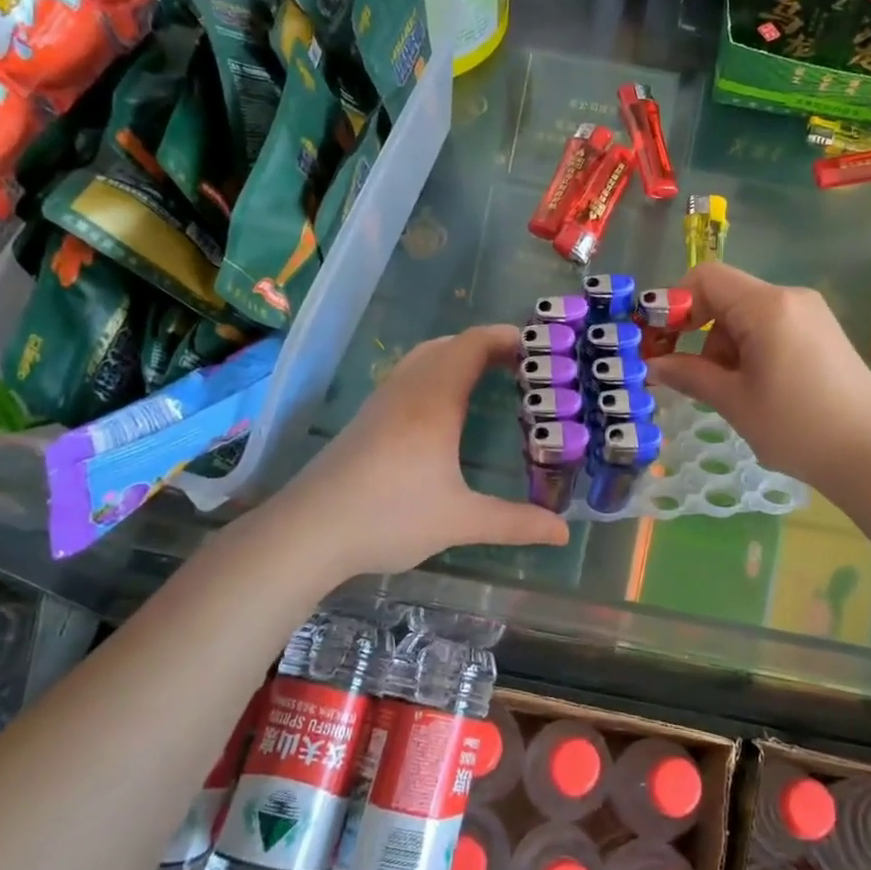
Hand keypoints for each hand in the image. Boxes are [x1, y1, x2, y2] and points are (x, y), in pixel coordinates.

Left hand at [275, 324, 568, 576]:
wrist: (307, 531)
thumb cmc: (388, 516)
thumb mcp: (459, 521)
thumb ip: (514, 522)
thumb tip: (563, 532)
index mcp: (435, 399)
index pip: (474, 344)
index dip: (508, 337)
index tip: (541, 349)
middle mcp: (409, 388)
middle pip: (452, 344)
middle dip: (490, 346)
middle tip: (525, 368)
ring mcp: (383, 400)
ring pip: (427, 357)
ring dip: (461, 357)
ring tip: (492, 380)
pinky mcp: (367, 417)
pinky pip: (410, 374)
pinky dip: (439, 372)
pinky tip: (446, 410)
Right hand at [648, 262, 870, 490]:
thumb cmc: (798, 428)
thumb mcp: (734, 402)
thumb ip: (688, 375)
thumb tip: (652, 365)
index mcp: (767, 306)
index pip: (705, 278)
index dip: (673, 302)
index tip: (658, 340)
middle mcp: (791, 298)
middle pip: (726, 296)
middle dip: (697, 330)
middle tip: (685, 373)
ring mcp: (811, 314)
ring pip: (747, 314)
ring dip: (723, 345)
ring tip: (728, 391)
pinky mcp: (822, 332)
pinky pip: (771, 326)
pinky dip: (749, 348)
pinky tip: (755, 386)